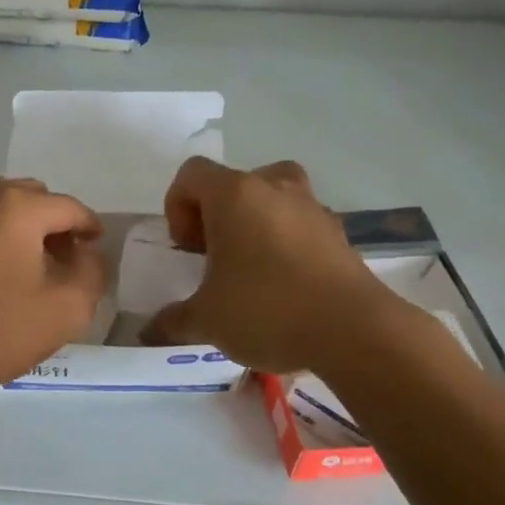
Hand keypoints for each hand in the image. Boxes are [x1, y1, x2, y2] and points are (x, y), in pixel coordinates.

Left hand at [0, 173, 106, 402]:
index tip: (93, 248)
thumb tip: (86, 252)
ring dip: (10, 220)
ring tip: (14, 258)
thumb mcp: (67, 310)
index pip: (68, 207)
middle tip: (57, 259)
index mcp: (17, 206)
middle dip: (49, 222)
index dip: (88, 226)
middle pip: (29, 196)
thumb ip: (93, 271)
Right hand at [141, 157, 394, 372]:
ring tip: (251, 269)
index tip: (187, 248)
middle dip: (217, 215)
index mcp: (234, 195)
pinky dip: (287, 243)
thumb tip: (150, 331)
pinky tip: (285, 286)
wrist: (354, 331)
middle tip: (214, 256)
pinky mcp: (340, 233)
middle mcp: (274, 188)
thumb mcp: (207, 320)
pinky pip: (301, 225)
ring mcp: (313, 207)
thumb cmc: (266, 310)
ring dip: (255, 224)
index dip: (178, 206)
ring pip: (273, 198)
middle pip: (234, 182)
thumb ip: (173, 320)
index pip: (191, 174)